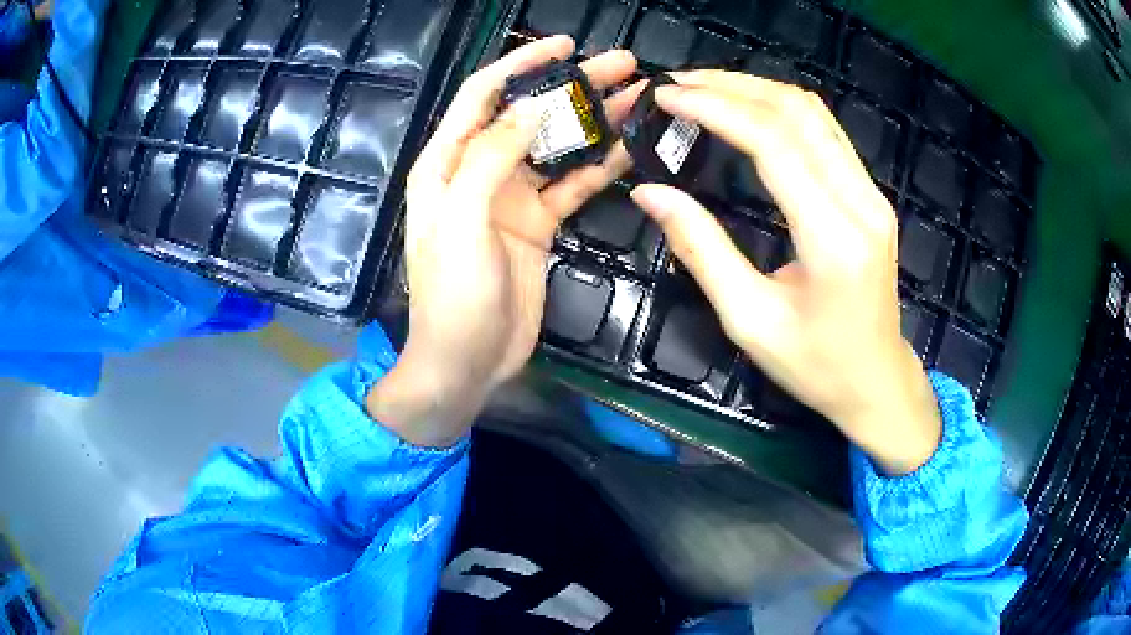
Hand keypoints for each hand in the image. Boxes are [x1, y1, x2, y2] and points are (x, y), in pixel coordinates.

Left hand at [367, 36, 642, 446]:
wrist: (467, 360)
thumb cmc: (452, 295)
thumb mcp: (461, 221)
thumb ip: (490, 159)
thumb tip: (530, 112)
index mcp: (446, 163)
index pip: (483, 96)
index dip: (521, 65)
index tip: (563, 46)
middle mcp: (478, 170)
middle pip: (529, 114)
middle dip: (573, 86)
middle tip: (622, 65)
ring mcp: (511, 196)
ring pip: (557, 145)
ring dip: (594, 120)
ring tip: (638, 96)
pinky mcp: (538, 222)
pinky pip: (571, 184)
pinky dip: (599, 164)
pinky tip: (630, 146)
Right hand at [630, 70, 940, 474]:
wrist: (878, 383)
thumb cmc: (816, 366)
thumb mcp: (749, 320)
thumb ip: (701, 249)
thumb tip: (650, 193)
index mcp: (833, 237)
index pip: (774, 143)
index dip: (716, 109)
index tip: (666, 96)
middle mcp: (861, 202)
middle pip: (797, 111)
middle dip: (732, 86)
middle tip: (677, 84)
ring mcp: (872, 194)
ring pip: (814, 113)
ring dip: (756, 90)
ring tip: (704, 89)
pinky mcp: (871, 195)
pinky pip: (825, 132)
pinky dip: (781, 110)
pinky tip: (748, 112)